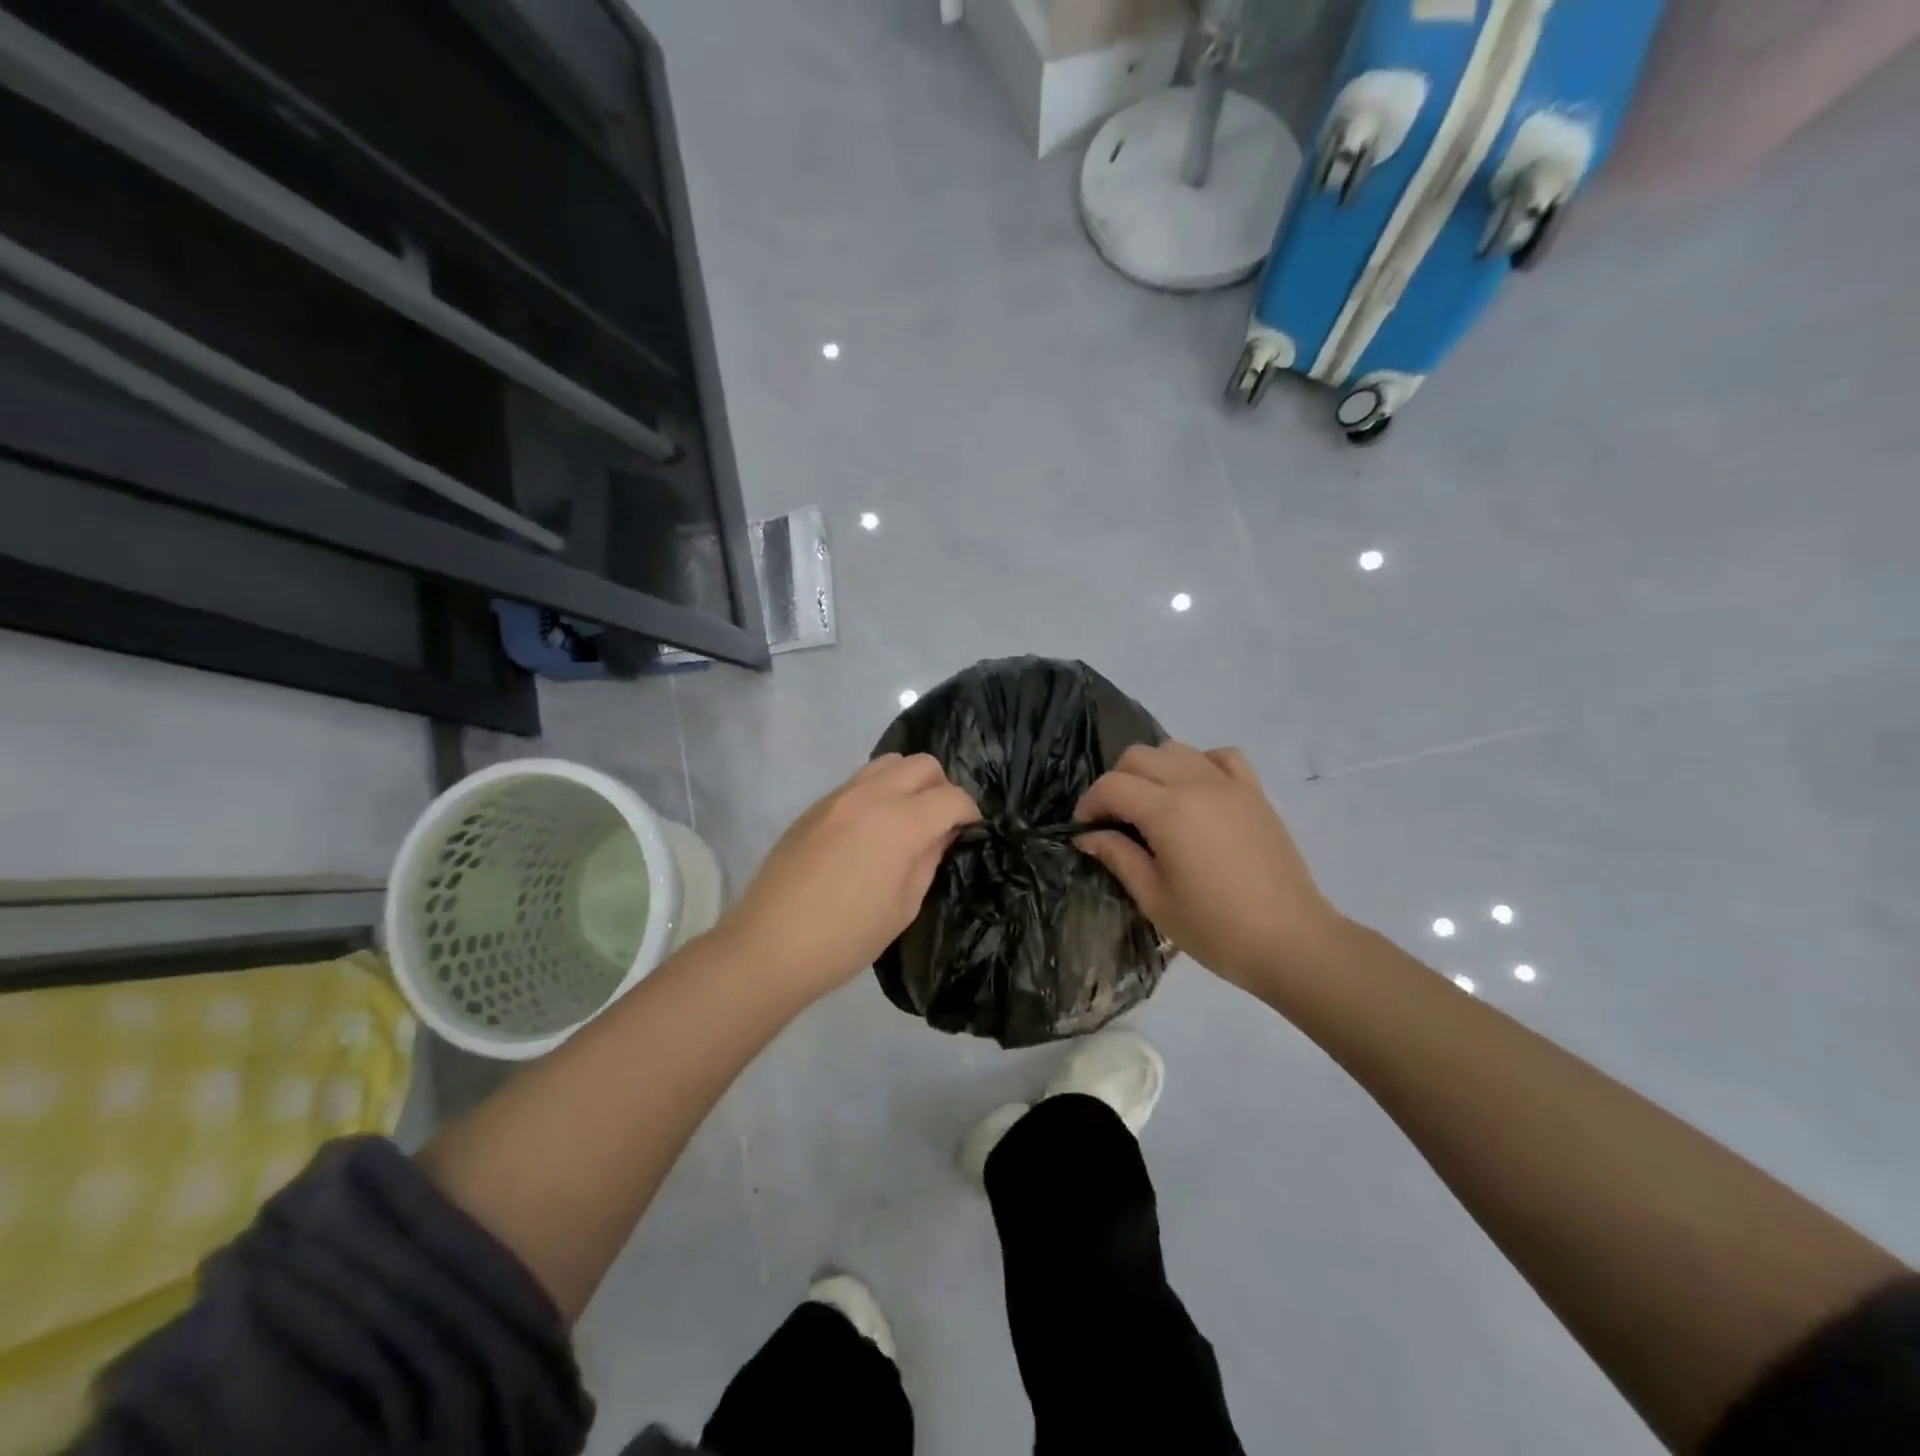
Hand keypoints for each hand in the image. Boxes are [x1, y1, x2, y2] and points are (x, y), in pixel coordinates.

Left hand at [721, 754, 979, 1002]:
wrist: (771, 944)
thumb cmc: (847, 937)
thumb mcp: (904, 905)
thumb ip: (928, 859)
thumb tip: (942, 833)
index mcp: (901, 823)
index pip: (951, 797)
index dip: (969, 812)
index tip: (970, 830)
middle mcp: (872, 795)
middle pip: (922, 764)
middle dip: (941, 787)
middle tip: (940, 821)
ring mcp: (839, 796)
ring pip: (888, 762)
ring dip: (908, 782)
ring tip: (907, 818)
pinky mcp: (815, 805)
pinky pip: (859, 781)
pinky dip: (878, 791)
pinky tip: (871, 828)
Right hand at [1074, 742, 1341, 994]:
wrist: (1291, 941)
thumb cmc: (1215, 928)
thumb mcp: (1154, 899)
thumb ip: (1118, 857)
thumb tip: (1089, 835)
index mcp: (1168, 811)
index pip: (1112, 785)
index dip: (1090, 804)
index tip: (1086, 830)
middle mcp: (1196, 784)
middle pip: (1139, 756)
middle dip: (1117, 783)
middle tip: (1115, 821)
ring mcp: (1229, 784)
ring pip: (1176, 749)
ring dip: (1153, 770)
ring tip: (1153, 806)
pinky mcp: (1254, 793)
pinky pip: (1220, 756)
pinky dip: (1199, 764)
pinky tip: (1196, 793)